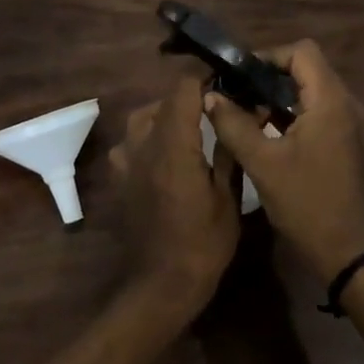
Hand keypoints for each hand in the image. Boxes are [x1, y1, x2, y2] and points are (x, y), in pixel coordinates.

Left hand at [109, 77, 241, 318]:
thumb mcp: (228, 198)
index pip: (182, 89)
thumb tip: (244, 113)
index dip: (204, 78)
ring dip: (165, 116)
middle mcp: (144, 146)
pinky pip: (130, 145)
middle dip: (187, 98)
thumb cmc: (203, 244)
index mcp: (174, 147)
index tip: (226, 80)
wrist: (161, 286)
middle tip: (216, 109)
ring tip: (190, 129)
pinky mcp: (120, 180)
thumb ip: (230, 150)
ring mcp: (127, 163)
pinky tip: (165, 155)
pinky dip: (148, 139)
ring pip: (141, 120)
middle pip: (161, 101)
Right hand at [204, 40, 363, 279]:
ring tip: (244, 112)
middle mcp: (345, 104)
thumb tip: (210, 96)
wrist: (347, 251)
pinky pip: (316, 112)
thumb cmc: (306, 203)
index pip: (302, 51)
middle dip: (269, 75)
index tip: (239, 75)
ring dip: (278, 96)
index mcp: (331, 101)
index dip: (269, 55)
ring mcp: (348, 124)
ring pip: (310, 91)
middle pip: (307, 68)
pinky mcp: (345, 142)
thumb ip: (233, 125)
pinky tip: (264, 132)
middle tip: (236, 92)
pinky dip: (290, 114)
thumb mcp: (262, 163)